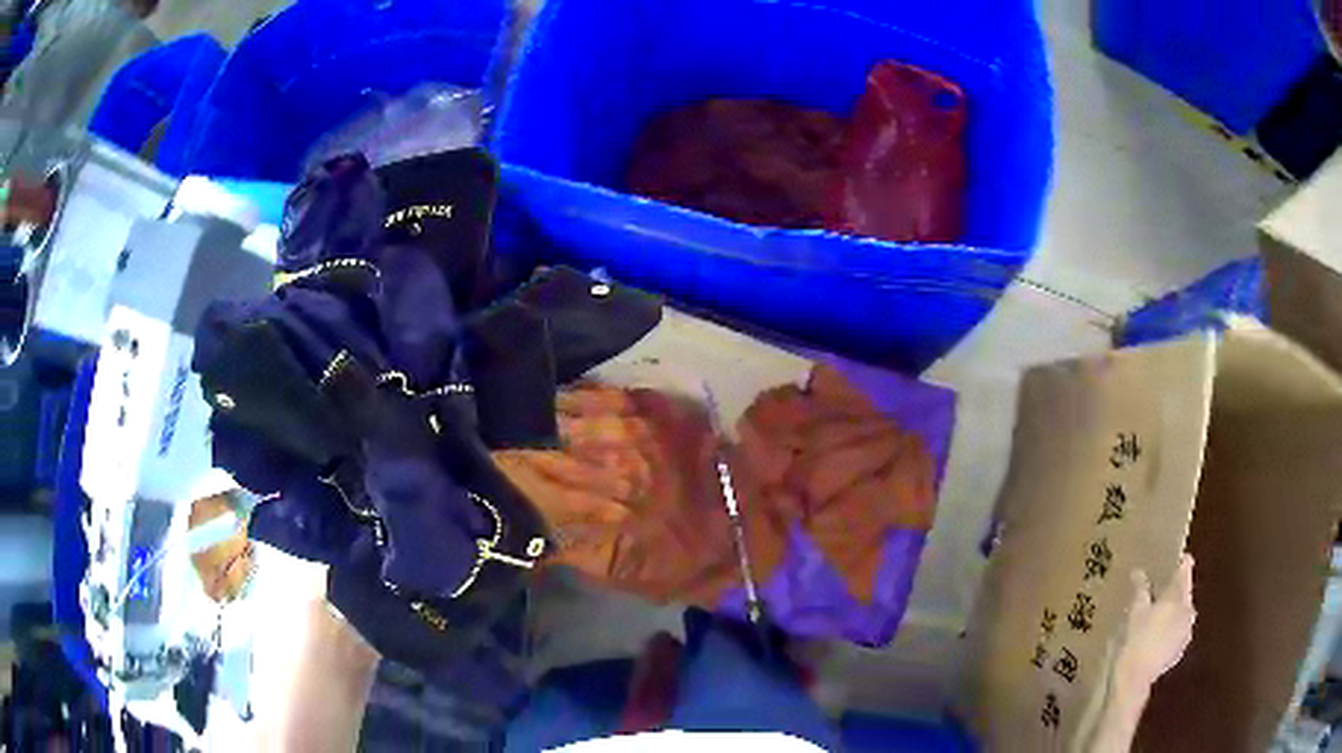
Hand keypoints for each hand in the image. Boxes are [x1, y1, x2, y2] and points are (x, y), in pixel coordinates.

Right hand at [1115, 554, 1195, 691]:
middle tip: (1158, 590)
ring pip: (1182, 613)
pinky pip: (1178, 631)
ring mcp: (1186, 632)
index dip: (1179, 562)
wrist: (1134, 681)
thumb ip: (1141, 589)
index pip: (1185, 569)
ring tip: (1156, 615)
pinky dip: (1170, 629)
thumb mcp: (1134, 612)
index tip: (1170, 560)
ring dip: (1173, 611)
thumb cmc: (1135, 641)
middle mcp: (1188, 610)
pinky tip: (1156, 637)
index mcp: (1179, 596)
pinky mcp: (1180, 650)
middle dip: (1174, 590)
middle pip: (1185, 592)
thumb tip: (1140, 572)